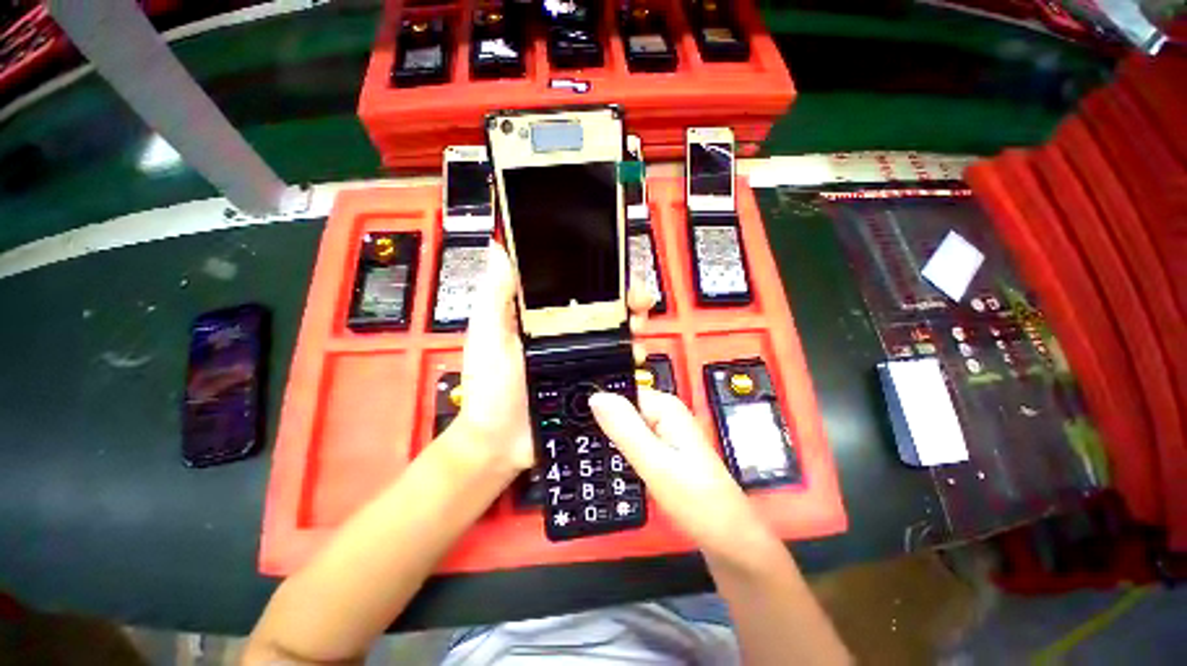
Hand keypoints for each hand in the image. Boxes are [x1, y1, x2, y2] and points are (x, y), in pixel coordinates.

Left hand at [452, 243, 652, 473]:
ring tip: (639, 325)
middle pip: (600, 304)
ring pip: (614, 329)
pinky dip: (631, 352)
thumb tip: (500, 248)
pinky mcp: (591, 376)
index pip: (572, 284)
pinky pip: (617, 360)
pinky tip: (635, 353)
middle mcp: (563, 330)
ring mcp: (580, 353)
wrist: (502, 442)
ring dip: (632, 321)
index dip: (595, 273)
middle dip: (624, 296)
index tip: (616, 268)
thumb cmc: (490, 388)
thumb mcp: (487, 335)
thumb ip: (494, 295)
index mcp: (539, 315)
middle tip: (637, 300)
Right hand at [589, 389, 767, 554]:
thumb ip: (625, 428)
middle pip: (624, 409)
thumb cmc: (695, 501)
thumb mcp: (654, 463)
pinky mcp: (665, 450)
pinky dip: (620, 448)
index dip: (598, 405)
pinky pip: (635, 441)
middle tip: (572, 438)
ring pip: (627, 427)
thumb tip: (596, 396)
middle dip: (602, 422)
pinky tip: (606, 461)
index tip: (571, 417)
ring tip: (581, 449)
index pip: (622, 393)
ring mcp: (667, 433)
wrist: (728, 540)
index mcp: (666, 407)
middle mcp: (667, 414)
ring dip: (609, 437)